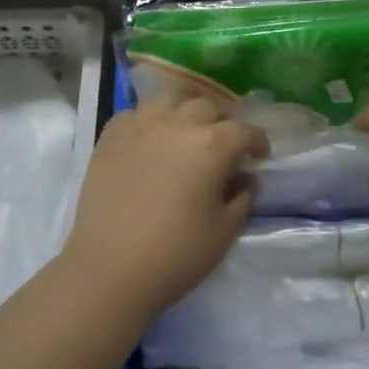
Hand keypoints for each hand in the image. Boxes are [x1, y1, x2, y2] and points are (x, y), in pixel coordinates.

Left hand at [59, 96, 267, 321]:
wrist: (108, 269)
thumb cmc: (175, 255)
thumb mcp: (225, 232)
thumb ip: (243, 197)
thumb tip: (245, 176)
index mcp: (212, 144)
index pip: (244, 131)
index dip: (257, 142)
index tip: (260, 154)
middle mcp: (178, 123)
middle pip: (208, 107)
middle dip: (222, 123)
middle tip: (223, 145)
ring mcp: (141, 124)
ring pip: (170, 99)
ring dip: (185, 111)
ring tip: (186, 130)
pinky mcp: (111, 135)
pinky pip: (136, 113)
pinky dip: (149, 120)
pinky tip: (150, 139)